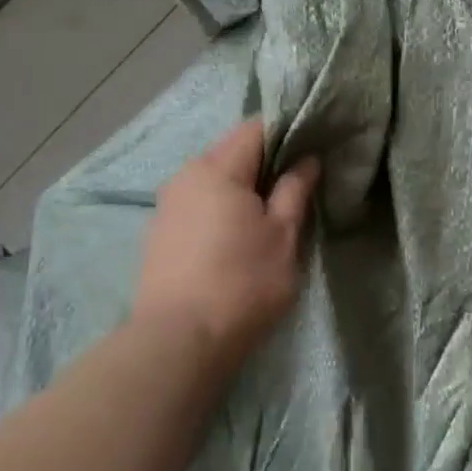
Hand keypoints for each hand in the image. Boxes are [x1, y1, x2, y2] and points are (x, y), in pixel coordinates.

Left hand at [131, 119, 319, 374]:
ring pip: (214, 181)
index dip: (288, 133)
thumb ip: (295, 189)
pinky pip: (198, 205)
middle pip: (232, 152)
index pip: (256, 128)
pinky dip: (221, 210)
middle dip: (265, 164)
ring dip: (243, 189)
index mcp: (216, 168)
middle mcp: (185, 176)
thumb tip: (306, 160)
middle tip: (297, 189)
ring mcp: (167, 206)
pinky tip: (237, 239)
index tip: (311, 153)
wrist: (178, 342)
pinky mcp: (160, 235)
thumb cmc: (242, 283)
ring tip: (269, 217)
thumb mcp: (283, 235)